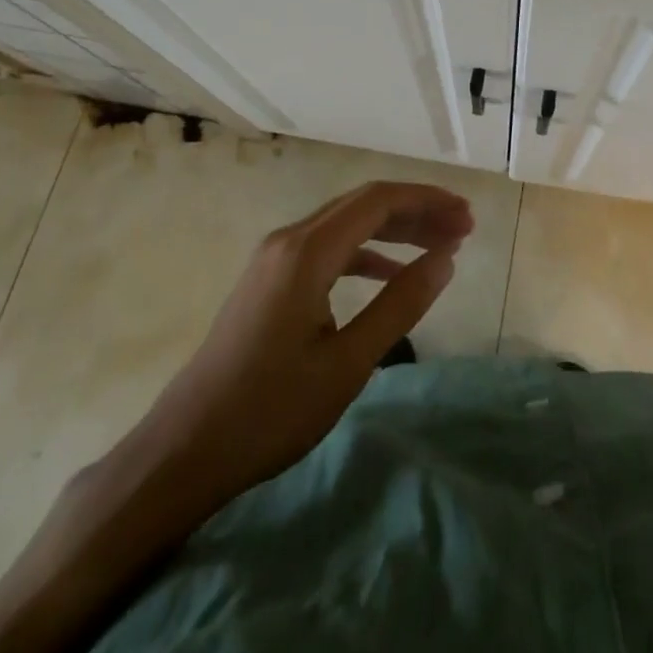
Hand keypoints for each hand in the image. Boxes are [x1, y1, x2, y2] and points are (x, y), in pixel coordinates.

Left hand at [111, 180, 473, 522]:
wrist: (184, 450)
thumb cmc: (270, 411)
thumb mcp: (348, 363)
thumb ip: (401, 305)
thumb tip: (446, 258)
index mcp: (307, 251)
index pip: (379, 201)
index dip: (428, 202)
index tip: (467, 218)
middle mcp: (289, 239)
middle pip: (364, 205)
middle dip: (416, 211)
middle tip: (463, 229)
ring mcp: (274, 258)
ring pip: (346, 224)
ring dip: (394, 230)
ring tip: (438, 245)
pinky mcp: (269, 279)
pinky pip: (328, 247)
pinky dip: (366, 252)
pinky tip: (390, 271)